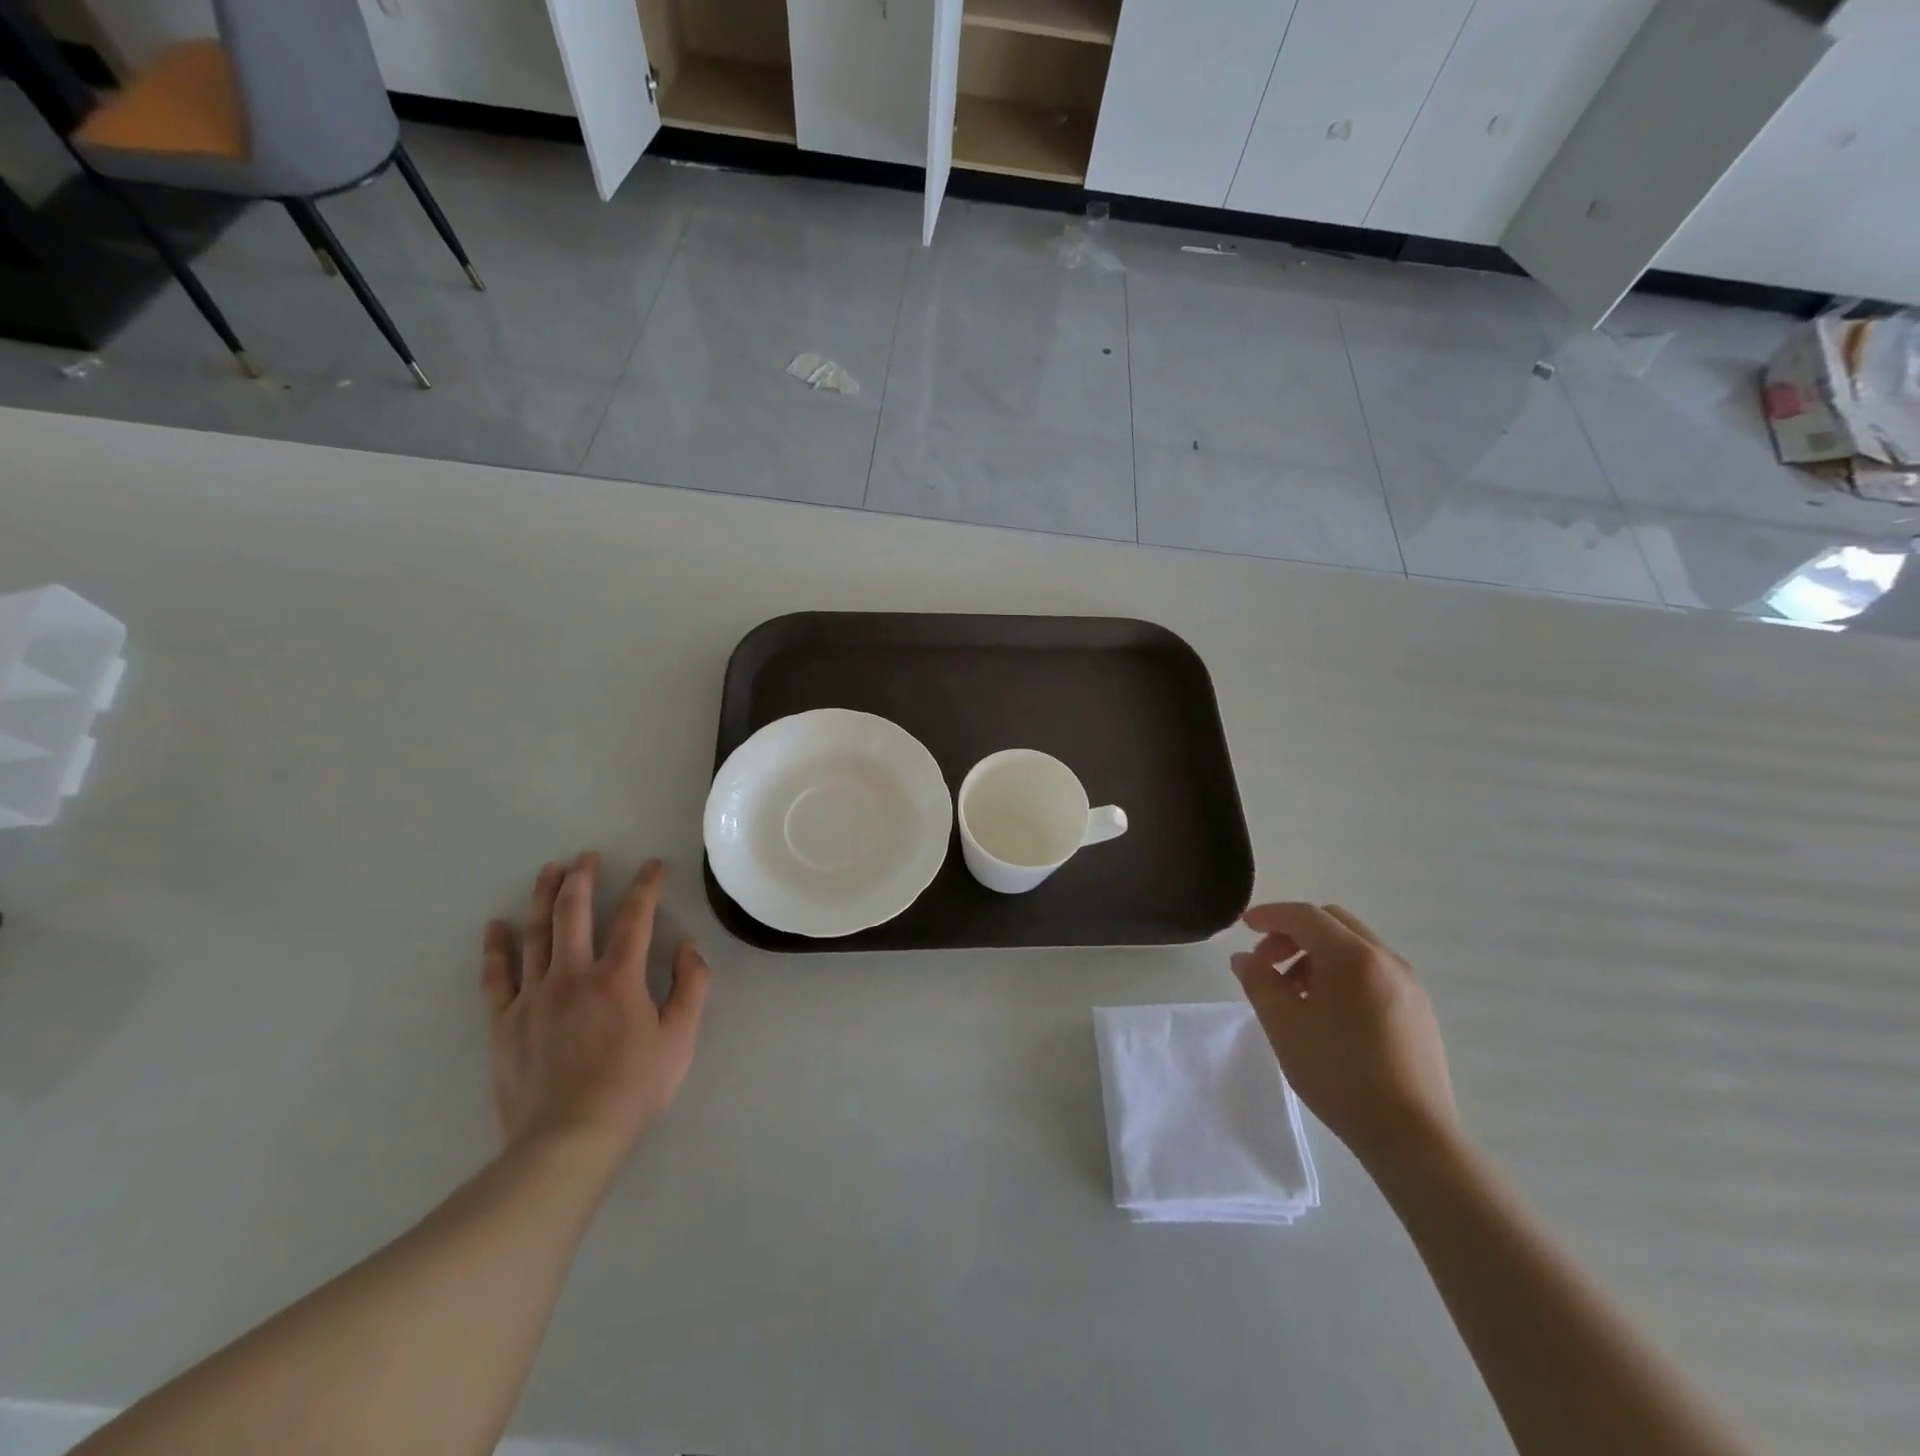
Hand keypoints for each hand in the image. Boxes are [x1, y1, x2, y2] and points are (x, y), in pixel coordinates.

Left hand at [482, 854, 710, 1166]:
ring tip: (549, 870)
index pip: (636, 916)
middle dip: (583, 878)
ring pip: (535, 933)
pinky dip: (495, 948)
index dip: (647, 885)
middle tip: (588, 856)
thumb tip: (689, 947)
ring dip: (542, 897)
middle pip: (574, 912)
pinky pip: (496, 976)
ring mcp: (533, 996)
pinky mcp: (504, 1022)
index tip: (654, 865)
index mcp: (619, 977)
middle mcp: (573, 974)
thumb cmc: (633, 1089)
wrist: (567, 1141)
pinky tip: (494, 926)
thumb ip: (691, 987)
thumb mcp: (680, 1039)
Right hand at [1231, 903, 1456, 1173]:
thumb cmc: (1338, 1074)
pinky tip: (1327, 1011)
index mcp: (1352, 957)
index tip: (1244, 925)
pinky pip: (1373, 970)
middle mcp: (1385, 959)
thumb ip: (1258, 982)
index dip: (1270, 915)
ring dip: (1317, 954)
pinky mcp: (1419, 1009)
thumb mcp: (1283, 1026)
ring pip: (1354, 946)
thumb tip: (1244, 959)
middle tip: (1266, 963)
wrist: (1411, 1136)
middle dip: (1293, 933)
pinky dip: (1342, 972)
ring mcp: (1408, 984)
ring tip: (1294, 992)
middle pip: (1332, 923)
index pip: (1304, 915)